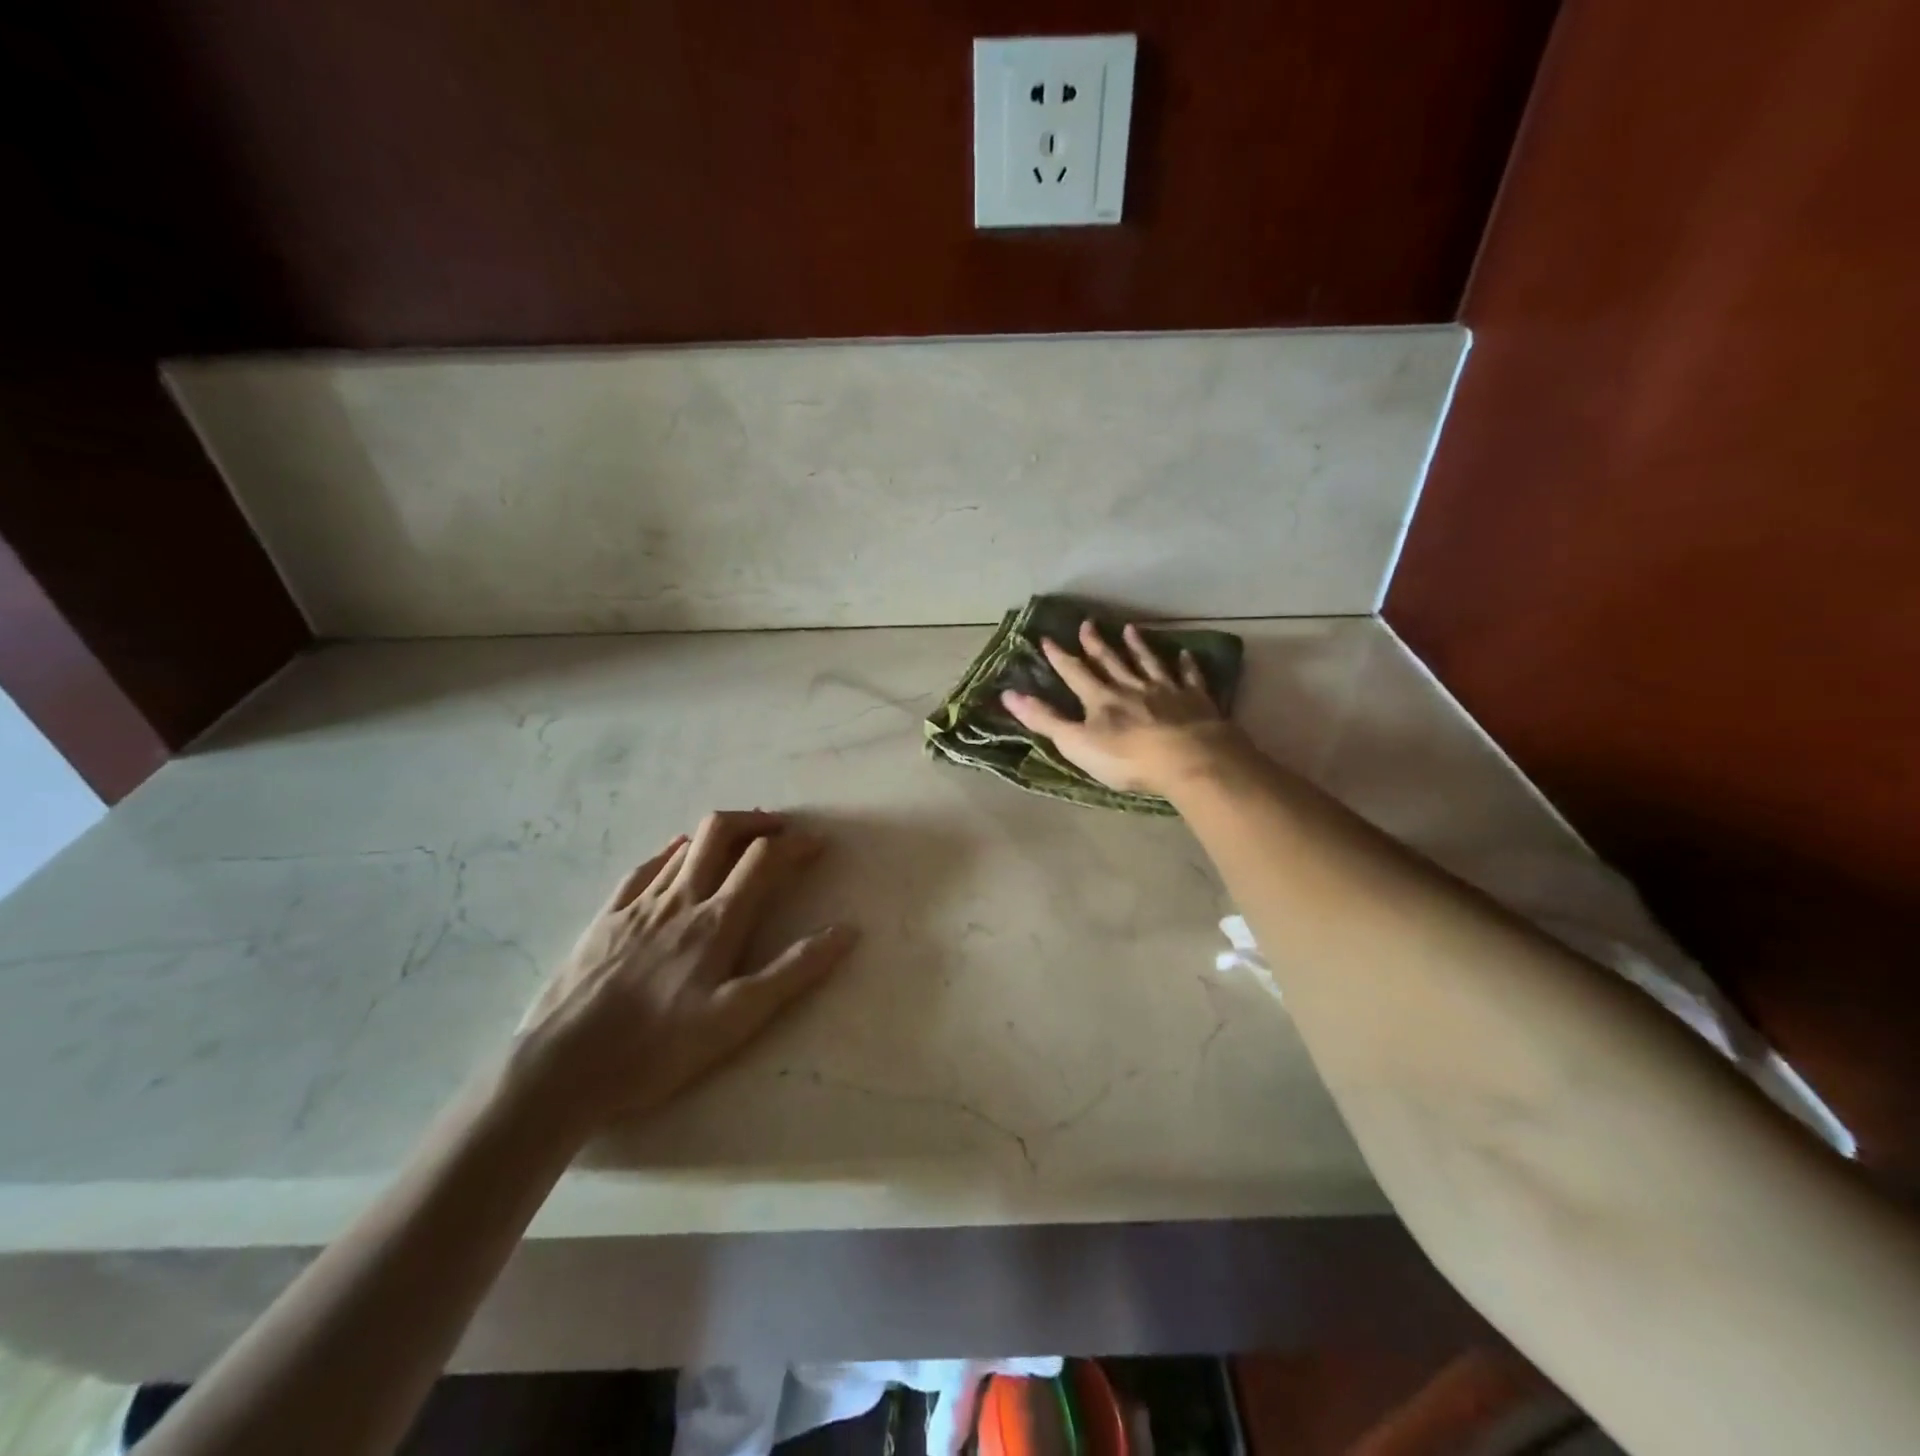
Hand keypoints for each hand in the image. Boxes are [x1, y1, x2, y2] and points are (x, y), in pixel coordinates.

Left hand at [506, 810, 855, 1138]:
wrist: (560, 1069)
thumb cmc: (656, 1048)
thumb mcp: (737, 1019)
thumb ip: (793, 972)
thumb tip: (845, 931)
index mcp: (717, 921)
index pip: (764, 860)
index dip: (795, 844)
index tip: (817, 844)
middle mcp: (680, 899)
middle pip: (720, 832)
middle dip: (755, 821)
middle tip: (779, 828)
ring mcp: (638, 905)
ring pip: (684, 846)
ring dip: (718, 834)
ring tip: (738, 841)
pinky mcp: (605, 918)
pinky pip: (644, 868)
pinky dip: (671, 852)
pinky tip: (675, 855)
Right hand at [1001, 621, 1243, 796]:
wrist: (1188, 759)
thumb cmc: (1127, 758)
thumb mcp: (1076, 743)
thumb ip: (1045, 719)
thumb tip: (1008, 694)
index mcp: (1101, 699)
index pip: (1075, 673)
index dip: (1060, 657)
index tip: (1047, 638)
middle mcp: (1131, 687)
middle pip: (1111, 661)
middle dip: (1096, 644)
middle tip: (1087, 623)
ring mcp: (1166, 690)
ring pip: (1148, 663)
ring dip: (1138, 646)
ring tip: (1131, 629)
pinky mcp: (1195, 700)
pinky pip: (1189, 677)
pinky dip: (1186, 665)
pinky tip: (1184, 654)